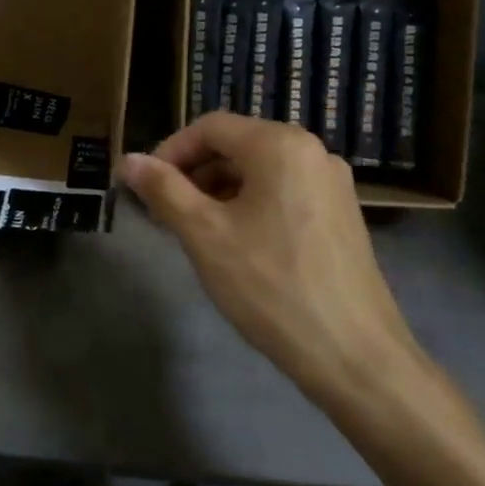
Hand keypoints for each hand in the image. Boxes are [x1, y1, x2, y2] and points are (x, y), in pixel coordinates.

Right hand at [118, 112, 420, 407]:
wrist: (356, 358)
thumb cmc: (272, 287)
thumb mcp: (204, 235)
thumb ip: (163, 190)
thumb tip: (128, 160)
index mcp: (280, 145)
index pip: (209, 127)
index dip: (169, 152)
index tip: (145, 187)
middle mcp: (312, 151)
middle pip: (235, 145)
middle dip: (192, 173)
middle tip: (163, 212)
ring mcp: (332, 184)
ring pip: (258, 170)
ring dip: (217, 190)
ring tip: (193, 230)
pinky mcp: (340, 215)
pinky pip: (282, 191)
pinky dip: (248, 204)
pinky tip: (233, 243)